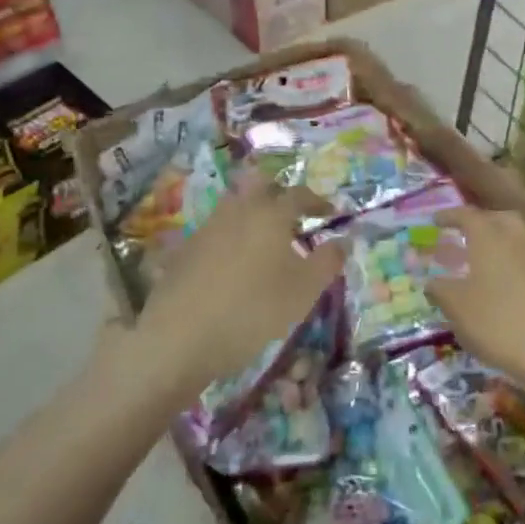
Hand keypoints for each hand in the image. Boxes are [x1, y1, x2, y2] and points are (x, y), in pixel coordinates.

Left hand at [126, 173, 343, 405]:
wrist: (180, 338)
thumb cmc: (253, 311)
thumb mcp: (304, 291)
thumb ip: (328, 261)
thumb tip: (344, 239)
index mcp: (270, 214)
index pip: (298, 193)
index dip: (317, 200)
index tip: (330, 212)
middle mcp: (237, 210)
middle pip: (260, 185)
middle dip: (279, 193)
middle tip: (294, 215)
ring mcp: (207, 227)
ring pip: (234, 205)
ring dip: (253, 212)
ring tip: (266, 239)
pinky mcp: (185, 249)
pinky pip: (215, 229)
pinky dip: (231, 235)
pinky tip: (235, 262)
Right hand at [425, 206, 524, 395]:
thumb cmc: (496, 322)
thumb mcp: (456, 307)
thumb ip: (439, 289)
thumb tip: (431, 282)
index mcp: (489, 235)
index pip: (466, 215)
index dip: (448, 216)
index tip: (435, 221)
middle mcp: (515, 236)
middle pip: (496, 218)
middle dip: (478, 222)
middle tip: (462, 233)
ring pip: (514, 234)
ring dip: (497, 238)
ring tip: (479, 255)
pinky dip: (510, 256)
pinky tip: (499, 278)